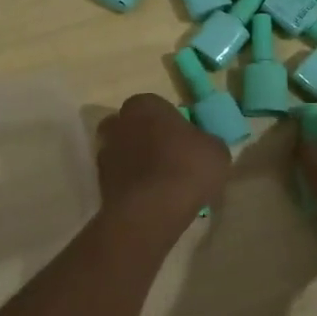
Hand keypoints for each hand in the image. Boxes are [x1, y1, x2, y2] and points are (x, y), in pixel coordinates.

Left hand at [95, 93, 229, 227]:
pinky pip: (122, 177)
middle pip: (135, 126)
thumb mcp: (216, 150)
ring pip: (125, 152)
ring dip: (139, 162)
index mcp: (145, 104)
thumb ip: (207, 142)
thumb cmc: (186, 168)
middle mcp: (118, 122)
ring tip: (163, 183)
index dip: (172, 123)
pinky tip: (152, 198)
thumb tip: (203, 147)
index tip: (186, 142)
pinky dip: (133, 184)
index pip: (158, 106)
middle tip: (171, 159)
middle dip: (148, 139)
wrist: (151, 210)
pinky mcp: (100, 182)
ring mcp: (105, 152)